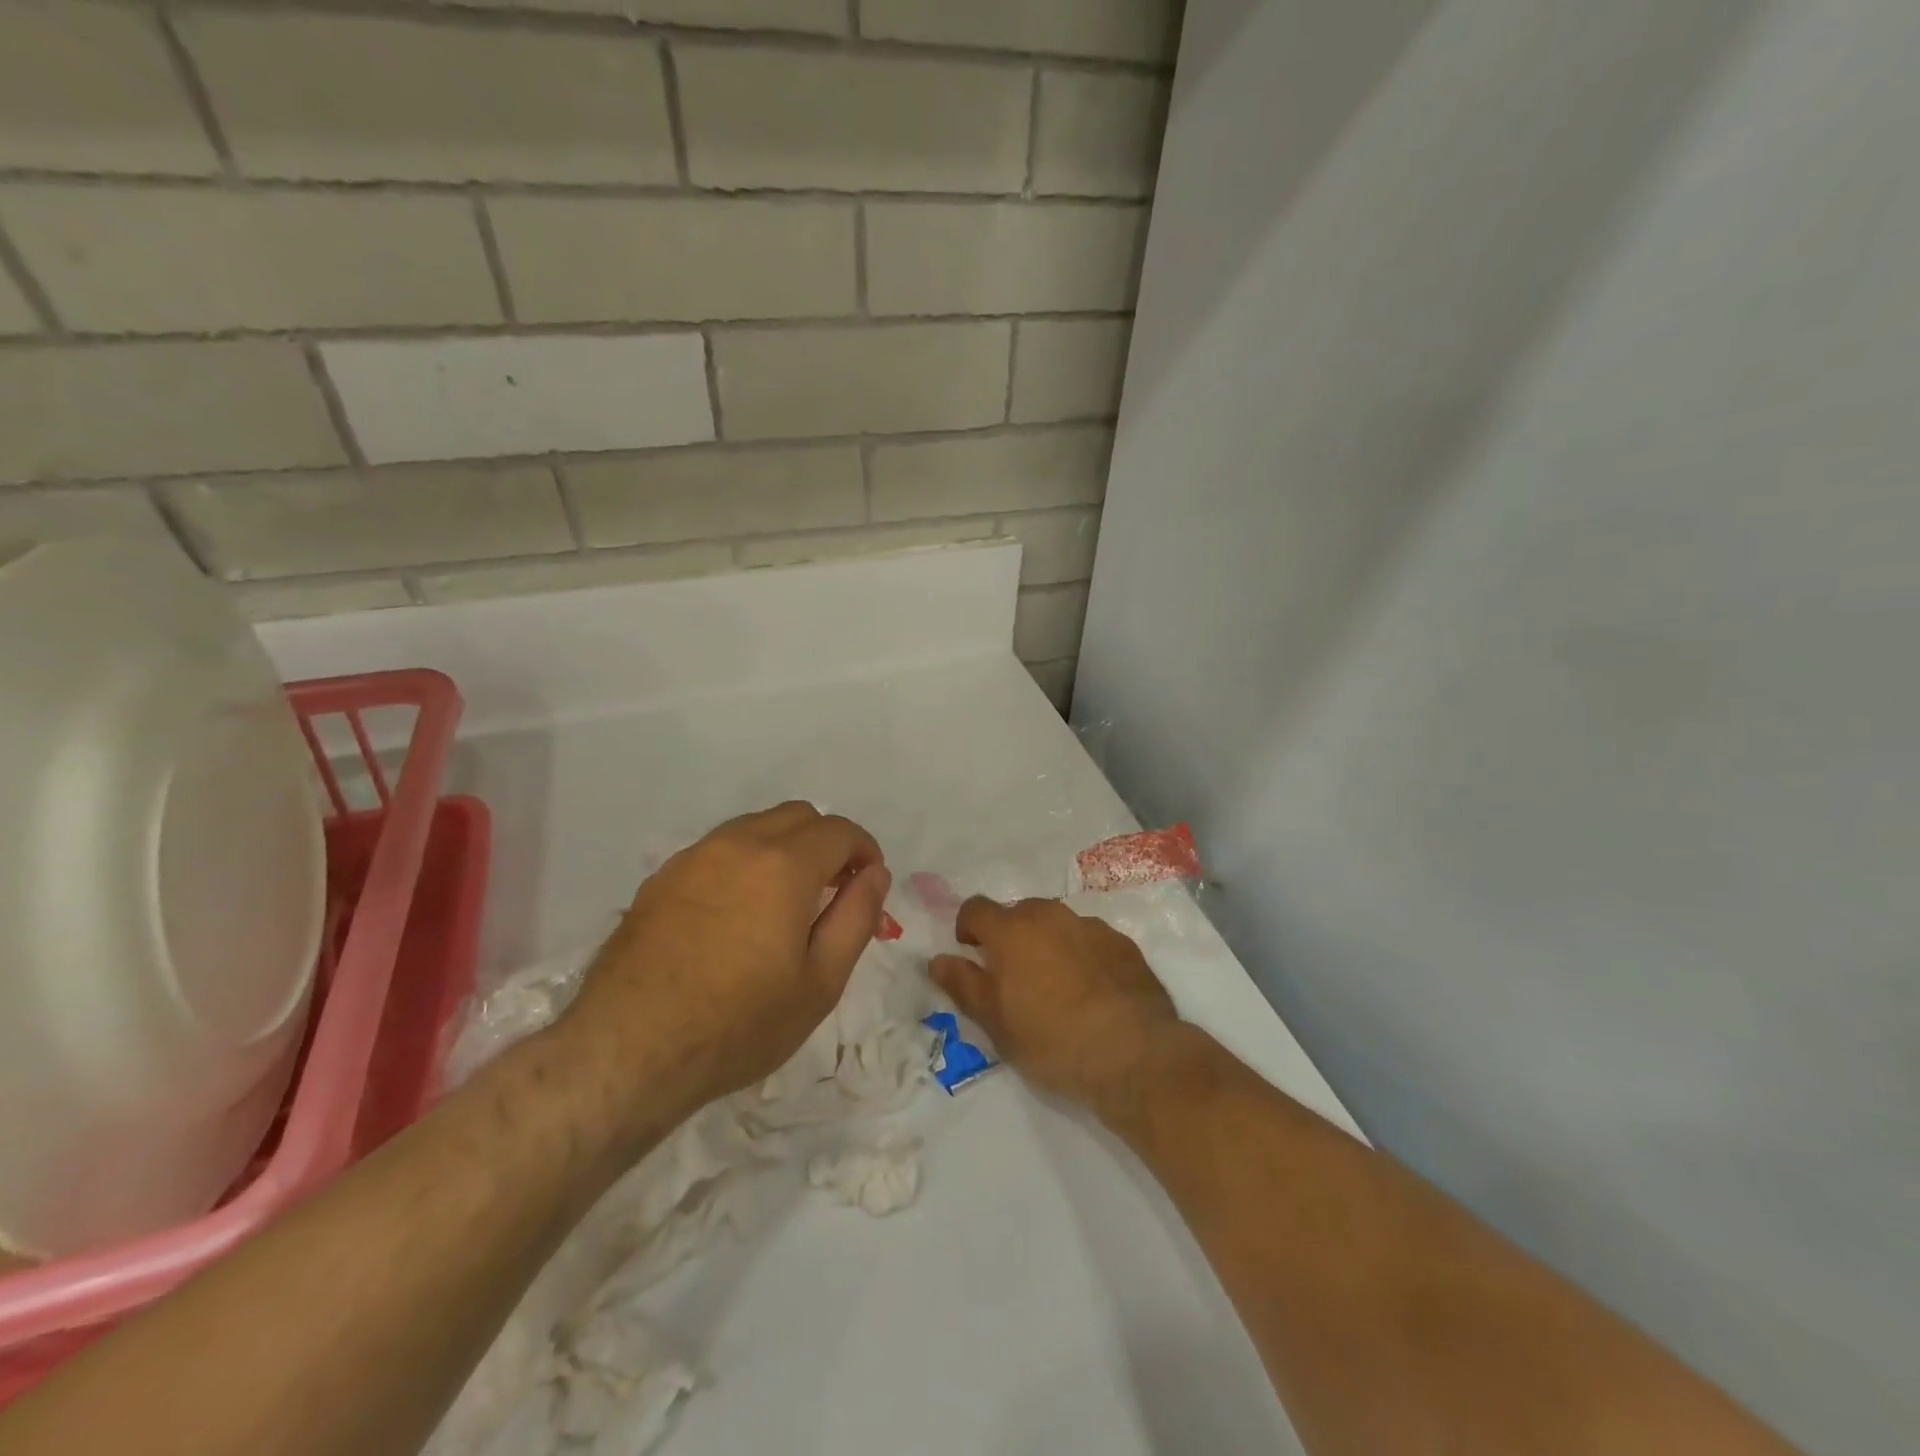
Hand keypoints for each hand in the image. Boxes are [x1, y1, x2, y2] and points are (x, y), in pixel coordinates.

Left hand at [559, 802, 890, 1137]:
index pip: (839, 830)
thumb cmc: (738, 1023)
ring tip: (784, 903)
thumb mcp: (821, 981)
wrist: (628, 1050)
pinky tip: (736, 914)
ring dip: (784, 849)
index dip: (864, 851)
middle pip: (798, 816)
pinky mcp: (661, 878)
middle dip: (826, 843)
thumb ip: (857, 917)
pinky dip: (744, 863)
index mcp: (784, 863)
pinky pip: (718, 850)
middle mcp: (738, 843)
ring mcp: (694, 857)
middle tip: (831, 892)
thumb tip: (875, 874)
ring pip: (755, 828)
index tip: (868, 883)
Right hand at [930, 897, 1178, 1108]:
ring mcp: (1090, 926)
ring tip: (1055, 986)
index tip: (971, 954)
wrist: (1133, 1053)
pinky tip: (1091, 991)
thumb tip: (937, 960)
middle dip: (1009, 936)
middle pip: (1019, 912)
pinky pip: (1089, 939)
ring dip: (1047, 943)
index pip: (976, 908)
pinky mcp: (1123, 943)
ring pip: (1057, 924)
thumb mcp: (995, 1022)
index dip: (967, 927)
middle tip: (1013, 977)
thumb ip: (963, 985)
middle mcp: (1050, 915)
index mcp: (1012, 930)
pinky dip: (1081, 954)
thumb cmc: (1052, 1040)